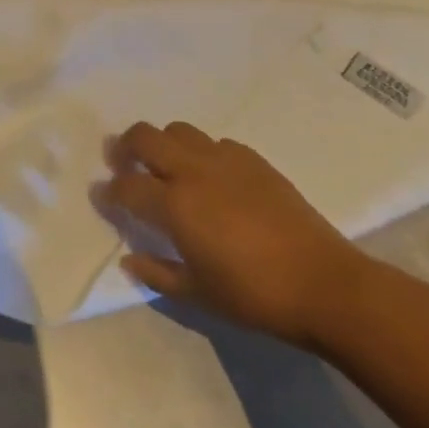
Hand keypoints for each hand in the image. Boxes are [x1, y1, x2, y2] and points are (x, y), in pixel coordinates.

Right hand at [91, 121, 364, 346]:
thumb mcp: (198, 295)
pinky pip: (215, 143)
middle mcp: (193, 171)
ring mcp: (224, 160)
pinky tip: (212, 177)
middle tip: (123, 164)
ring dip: (163, 144)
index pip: (126, 186)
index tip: (102, 196)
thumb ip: (158, 273)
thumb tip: (129, 259)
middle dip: (125, 147)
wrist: (326, 285)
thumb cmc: (255, 296)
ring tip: (167, 167)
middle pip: (144, 137)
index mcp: (174, 205)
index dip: (108, 191)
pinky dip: (202, 152)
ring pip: (178, 131)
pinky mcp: (253, 160)